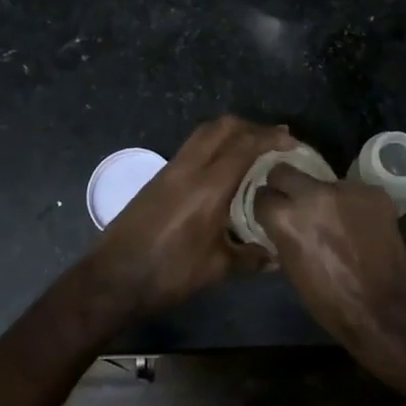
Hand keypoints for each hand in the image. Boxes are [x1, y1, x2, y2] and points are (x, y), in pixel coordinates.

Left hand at [83, 116, 293, 321]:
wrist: (113, 278)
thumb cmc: (168, 274)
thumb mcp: (216, 270)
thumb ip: (251, 258)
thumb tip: (277, 255)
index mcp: (208, 187)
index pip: (245, 146)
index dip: (271, 138)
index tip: (292, 141)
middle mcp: (189, 168)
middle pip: (223, 127)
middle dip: (252, 127)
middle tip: (275, 140)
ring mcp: (171, 169)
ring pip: (205, 132)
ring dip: (231, 132)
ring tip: (252, 147)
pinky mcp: (159, 176)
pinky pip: (193, 146)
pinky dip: (213, 144)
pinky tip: (224, 166)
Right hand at [253, 165, 405, 365]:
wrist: (384, 311)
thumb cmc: (330, 301)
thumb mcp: (291, 268)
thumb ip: (283, 236)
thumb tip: (281, 222)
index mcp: (286, 217)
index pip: (262, 196)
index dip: (267, 206)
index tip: (272, 213)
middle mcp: (312, 194)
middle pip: (283, 171)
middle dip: (284, 185)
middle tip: (294, 202)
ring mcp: (345, 189)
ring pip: (323, 182)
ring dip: (324, 197)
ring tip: (336, 219)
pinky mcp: (373, 192)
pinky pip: (353, 191)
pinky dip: (352, 205)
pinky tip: (360, 225)